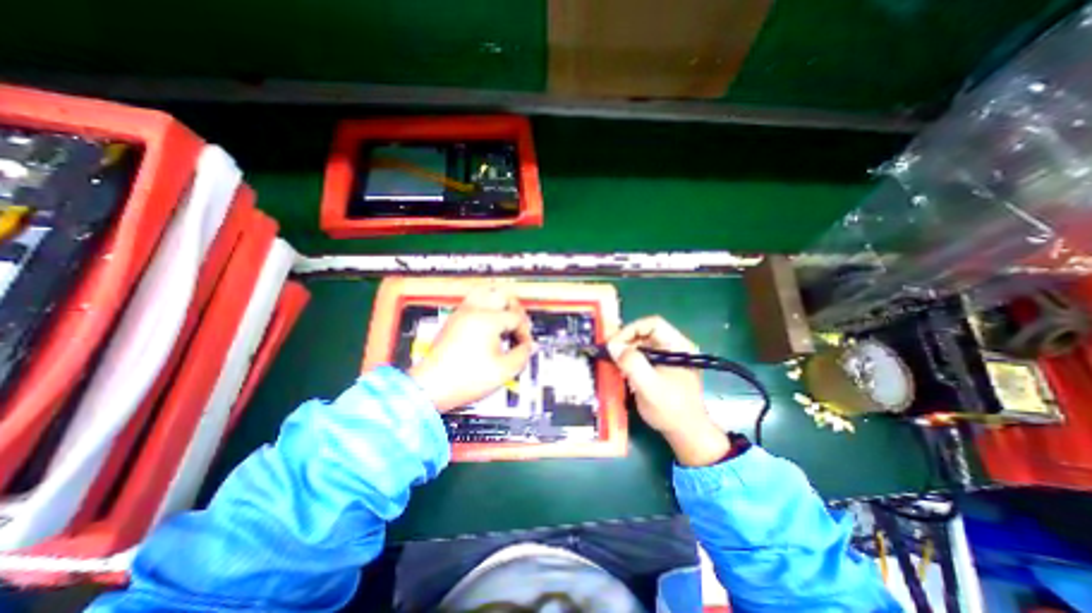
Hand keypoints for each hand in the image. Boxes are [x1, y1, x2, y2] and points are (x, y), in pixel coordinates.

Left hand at [407, 285, 531, 411]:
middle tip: (519, 323)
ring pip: (485, 291)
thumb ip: (522, 355)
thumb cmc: (464, 379)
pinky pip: (473, 301)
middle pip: (502, 293)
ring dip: (499, 302)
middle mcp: (474, 311)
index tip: (524, 345)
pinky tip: (489, 324)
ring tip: (505, 317)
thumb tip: (528, 347)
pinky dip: (486, 306)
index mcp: (487, 320)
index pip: (516, 317)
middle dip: (516, 308)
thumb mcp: (503, 371)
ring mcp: (461, 313)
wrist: (431, 387)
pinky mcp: (454, 320)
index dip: (525, 331)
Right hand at [605, 316, 732, 463]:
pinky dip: (631, 360)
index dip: (630, 330)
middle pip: (646, 333)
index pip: (652, 324)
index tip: (614, 345)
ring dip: (626, 351)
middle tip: (609, 353)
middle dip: (626, 341)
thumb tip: (613, 346)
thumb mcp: (649, 386)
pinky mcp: (664, 367)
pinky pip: (644, 355)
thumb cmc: (671, 409)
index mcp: (679, 346)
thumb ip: (631, 364)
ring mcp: (670, 357)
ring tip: (614, 363)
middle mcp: (675, 347)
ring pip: (643, 344)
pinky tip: (623, 371)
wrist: (687, 434)